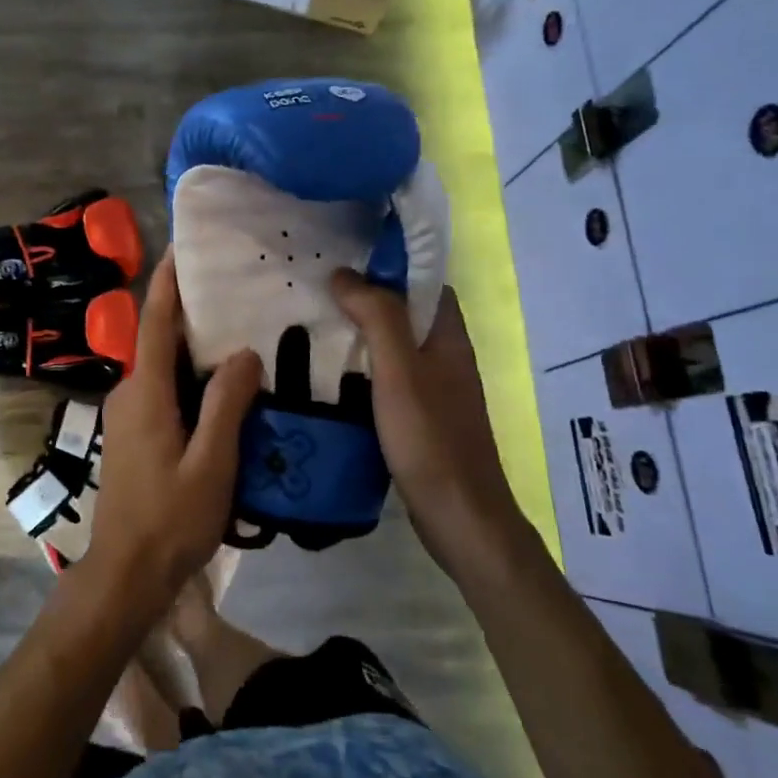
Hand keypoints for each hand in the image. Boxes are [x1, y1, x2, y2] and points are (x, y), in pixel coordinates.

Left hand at [85, 250, 262, 625]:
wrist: (126, 573)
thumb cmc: (170, 519)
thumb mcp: (211, 464)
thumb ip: (227, 405)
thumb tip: (243, 352)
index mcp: (145, 392)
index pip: (154, 322)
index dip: (167, 282)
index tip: (182, 247)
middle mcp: (130, 392)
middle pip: (159, 339)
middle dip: (190, 311)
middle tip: (233, 289)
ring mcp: (128, 413)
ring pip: (163, 366)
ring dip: (193, 346)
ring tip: (239, 330)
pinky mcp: (135, 432)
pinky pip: (164, 388)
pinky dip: (190, 375)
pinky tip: (223, 384)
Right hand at [332, 270, 527, 580]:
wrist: (460, 517)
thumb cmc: (430, 437)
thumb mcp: (399, 370)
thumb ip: (377, 317)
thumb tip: (345, 273)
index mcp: (448, 336)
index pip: (424, 283)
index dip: (390, 267)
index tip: (346, 260)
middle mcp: (446, 356)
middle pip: (408, 312)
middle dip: (369, 298)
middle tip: (320, 292)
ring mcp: (436, 389)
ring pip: (397, 345)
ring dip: (364, 333)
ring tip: (318, 325)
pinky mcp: (422, 417)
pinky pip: (391, 376)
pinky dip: (365, 367)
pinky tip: (334, 375)